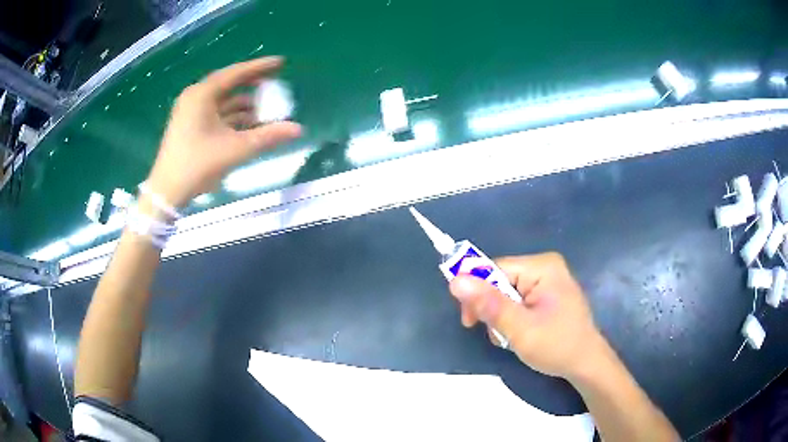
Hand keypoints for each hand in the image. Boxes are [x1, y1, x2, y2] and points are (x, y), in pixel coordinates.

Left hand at [146, 57, 301, 206]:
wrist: (167, 192)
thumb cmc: (197, 165)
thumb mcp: (235, 149)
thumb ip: (267, 137)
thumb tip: (298, 129)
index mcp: (202, 95)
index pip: (235, 73)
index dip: (259, 67)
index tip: (281, 62)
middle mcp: (195, 97)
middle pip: (229, 84)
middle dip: (253, 84)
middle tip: (275, 81)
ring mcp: (191, 112)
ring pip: (223, 100)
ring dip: (245, 104)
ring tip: (268, 108)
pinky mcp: (190, 125)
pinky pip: (216, 113)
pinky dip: (233, 116)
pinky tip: (250, 123)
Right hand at [449, 252, 608, 380]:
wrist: (585, 364)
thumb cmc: (557, 346)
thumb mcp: (519, 329)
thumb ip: (489, 305)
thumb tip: (455, 281)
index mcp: (542, 267)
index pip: (495, 269)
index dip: (476, 292)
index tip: (469, 320)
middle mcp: (545, 267)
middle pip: (500, 280)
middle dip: (491, 308)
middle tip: (493, 334)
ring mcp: (548, 280)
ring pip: (506, 292)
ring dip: (500, 316)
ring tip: (509, 338)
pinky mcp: (548, 293)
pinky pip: (518, 299)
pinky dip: (511, 317)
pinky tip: (518, 333)